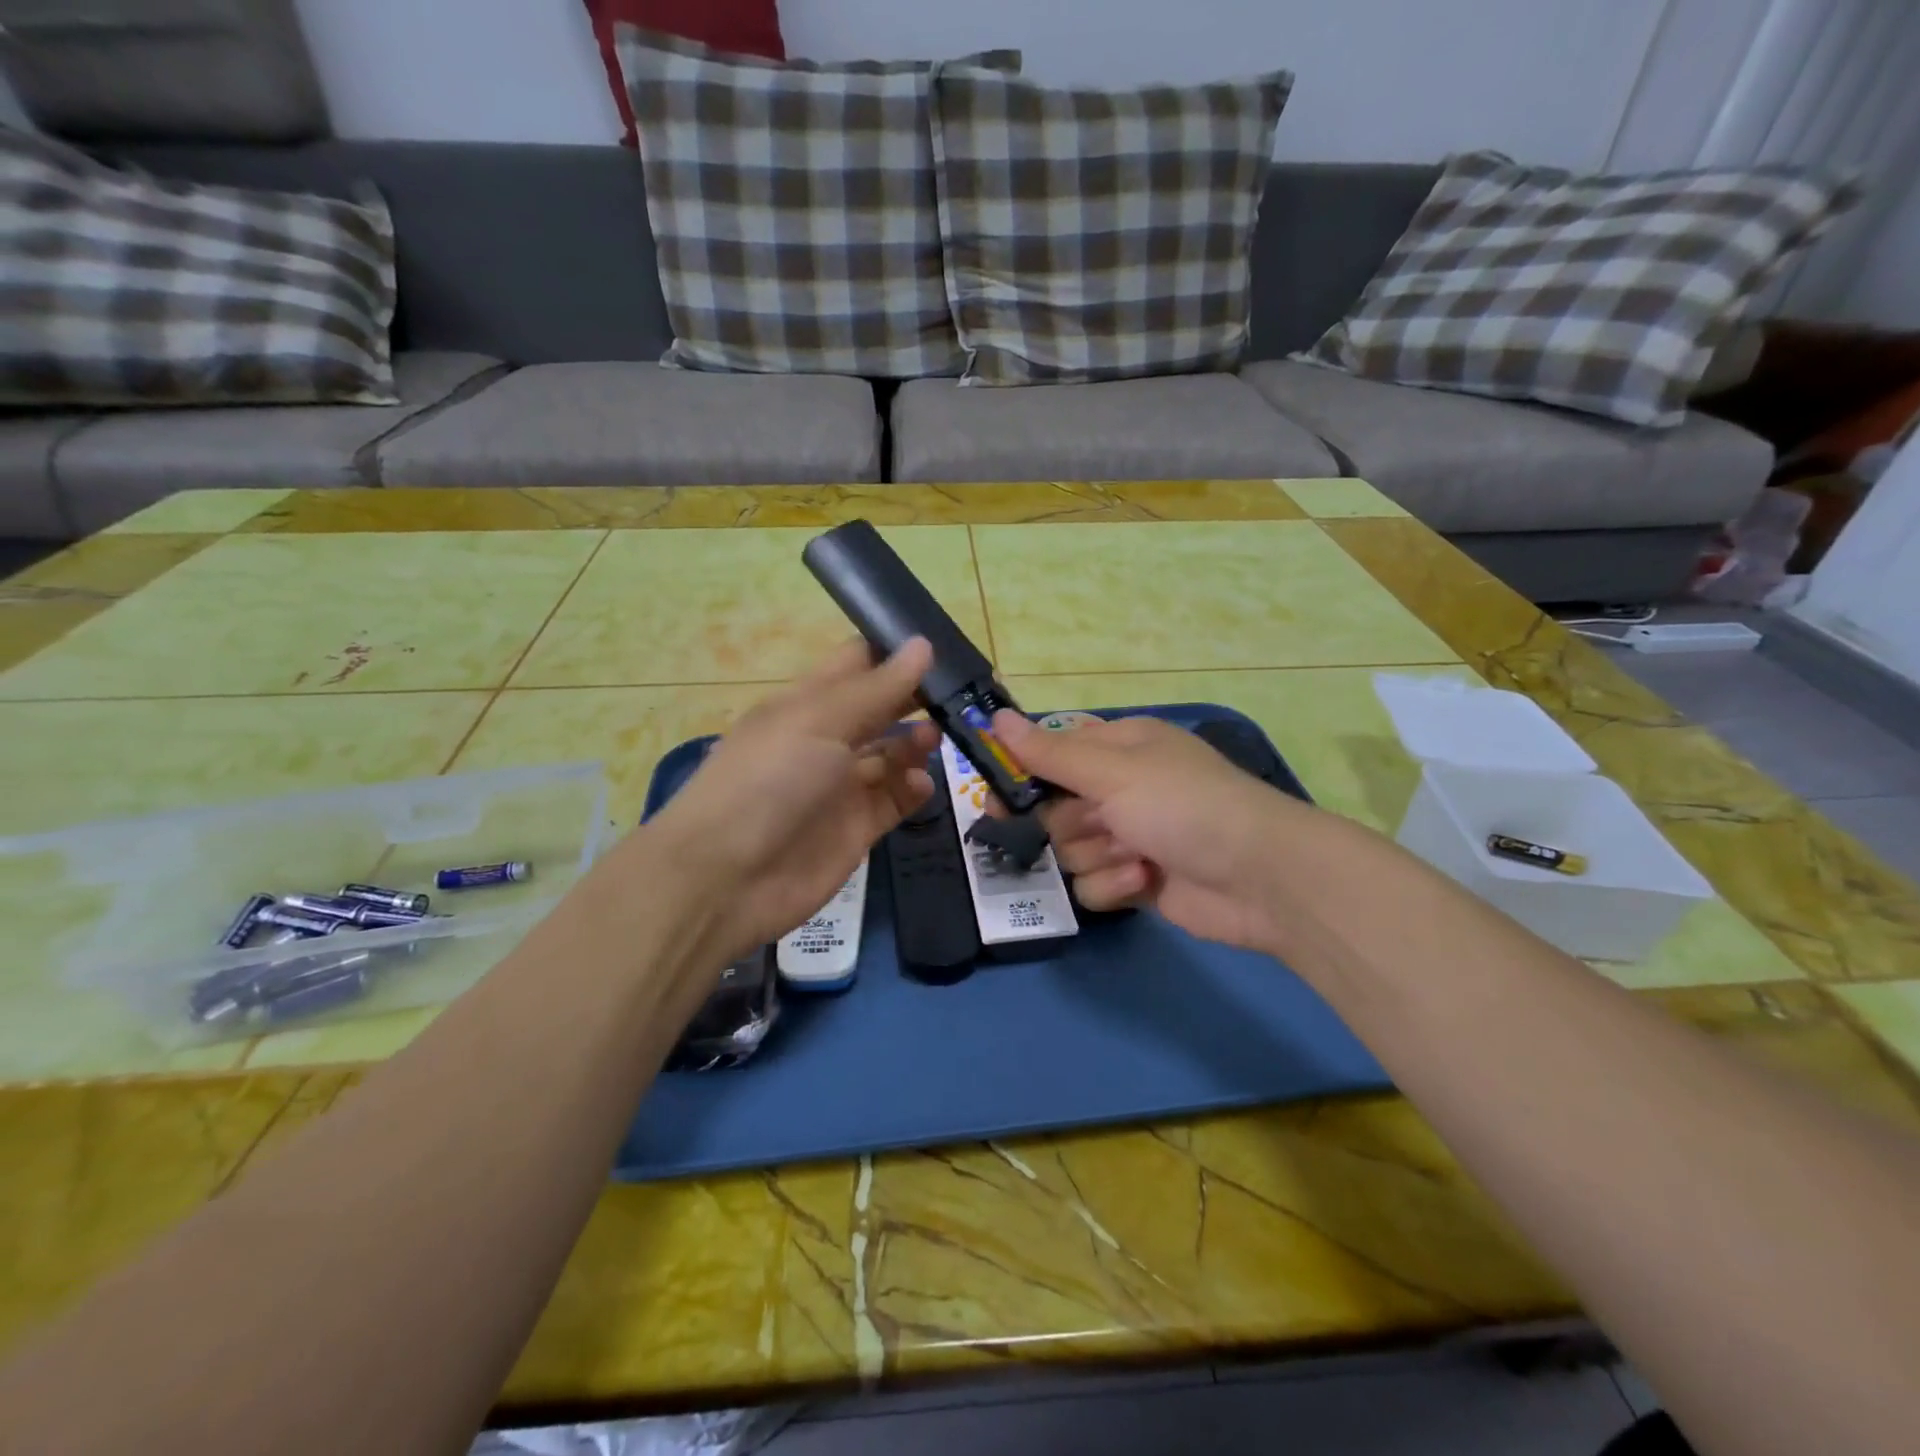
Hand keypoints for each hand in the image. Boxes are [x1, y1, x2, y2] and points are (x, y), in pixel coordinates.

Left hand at [648, 639, 938, 963]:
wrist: (727, 878)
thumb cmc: (769, 780)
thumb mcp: (820, 721)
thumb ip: (877, 688)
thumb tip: (923, 644)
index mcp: (807, 703)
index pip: (857, 665)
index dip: (895, 652)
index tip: (943, 645)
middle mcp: (826, 740)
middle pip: (880, 709)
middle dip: (916, 698)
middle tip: (963, 693)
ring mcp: (841, 786)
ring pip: (891, 755)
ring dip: (916, 743)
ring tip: (935, 738)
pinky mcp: (856, 828)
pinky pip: (894, 800)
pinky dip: (913, 789)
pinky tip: (922, 784)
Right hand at [994, 711, 1304, 955]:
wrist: (1260, 877)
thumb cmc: (1183, 805)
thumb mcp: (1113, 771)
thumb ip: (1049, 753)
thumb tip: (995, 716)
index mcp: (1118, 748)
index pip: (1051, 754)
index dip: (1022, 776)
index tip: (995, 799)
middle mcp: (1121, 788)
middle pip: (1054, 809)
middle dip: (1072, 823)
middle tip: (1098, 822)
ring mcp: (1130, 836)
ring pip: (1071, 850)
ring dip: (1098, 855)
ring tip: (1136, 855)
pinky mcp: (1137, 880)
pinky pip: (1094, 884)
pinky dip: (1115, 884)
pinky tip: (1145, 880)